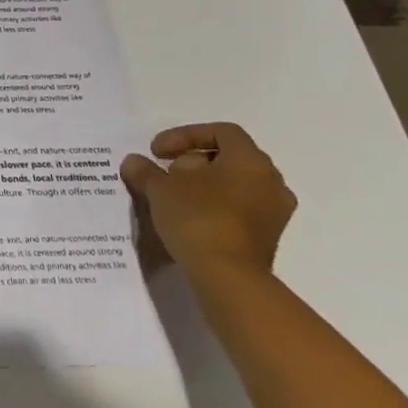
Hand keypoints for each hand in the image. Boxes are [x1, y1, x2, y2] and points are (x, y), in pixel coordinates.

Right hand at [120, 123, 295, 282]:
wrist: (229, 276)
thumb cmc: (198, 218)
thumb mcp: (160, 188)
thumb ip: (145, 170)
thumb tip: (134, 162)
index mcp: (250, 160)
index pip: (221, 131)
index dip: (185, 135)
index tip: (157, 151)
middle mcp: (270, 181)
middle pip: (229, 157)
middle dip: (193, 161)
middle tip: (165, 173)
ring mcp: (274, 211)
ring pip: (235, 185)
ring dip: (204, 185)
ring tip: (174, 197)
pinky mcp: (268, 237)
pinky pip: (239, 208)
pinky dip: (215, 206)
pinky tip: (189, 218)